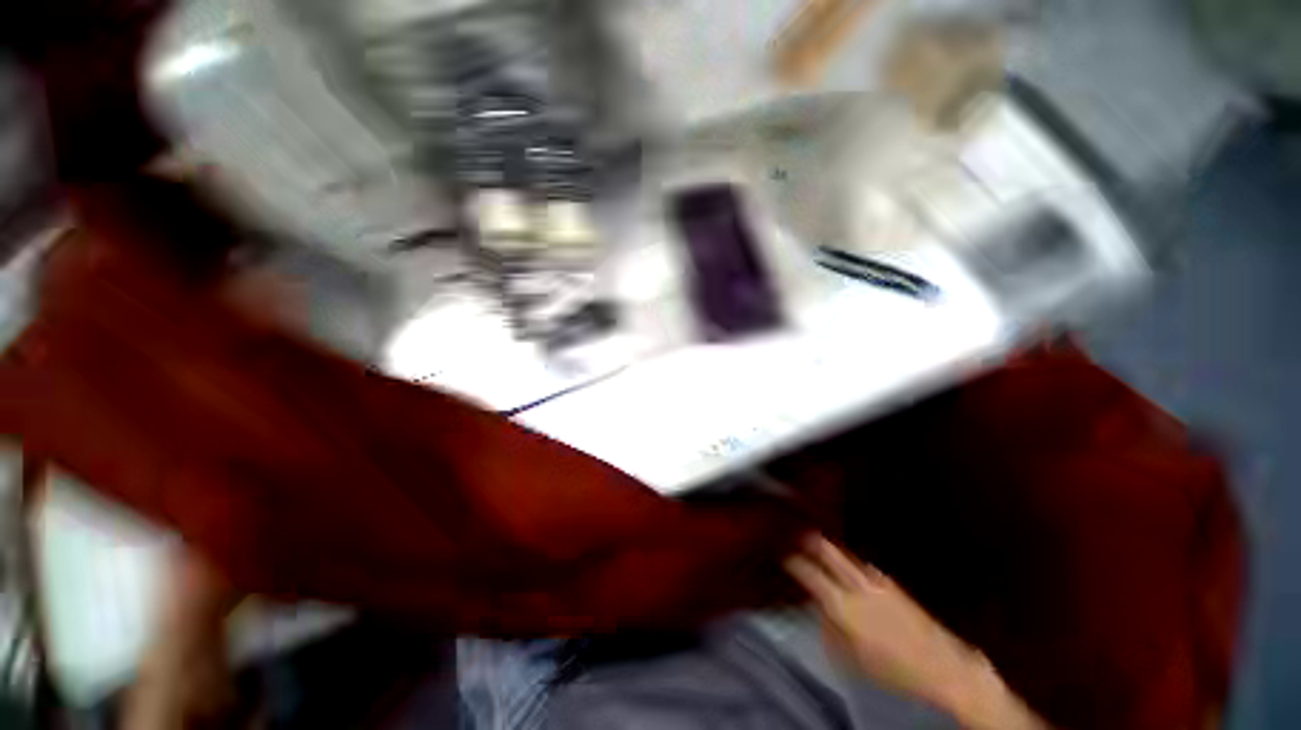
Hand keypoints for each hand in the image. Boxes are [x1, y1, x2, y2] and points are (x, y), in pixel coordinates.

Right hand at [786, 537, 1047, 728]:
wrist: (943, 666)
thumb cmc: (893, 671)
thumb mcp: (853, 658)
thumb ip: (831, 629)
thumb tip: (819, 609)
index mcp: (845, 607)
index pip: (811, 575)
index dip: (794, 562)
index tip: (783, 555)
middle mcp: (859, 586)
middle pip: (829, 552)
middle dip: (811, 540)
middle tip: (798, 533)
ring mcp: (878, 581)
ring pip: (846, 555)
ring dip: (830, 548)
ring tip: (818, 543)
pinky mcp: (892, 583)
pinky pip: (863, 564)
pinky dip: (850, 560)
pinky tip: (850, 565)